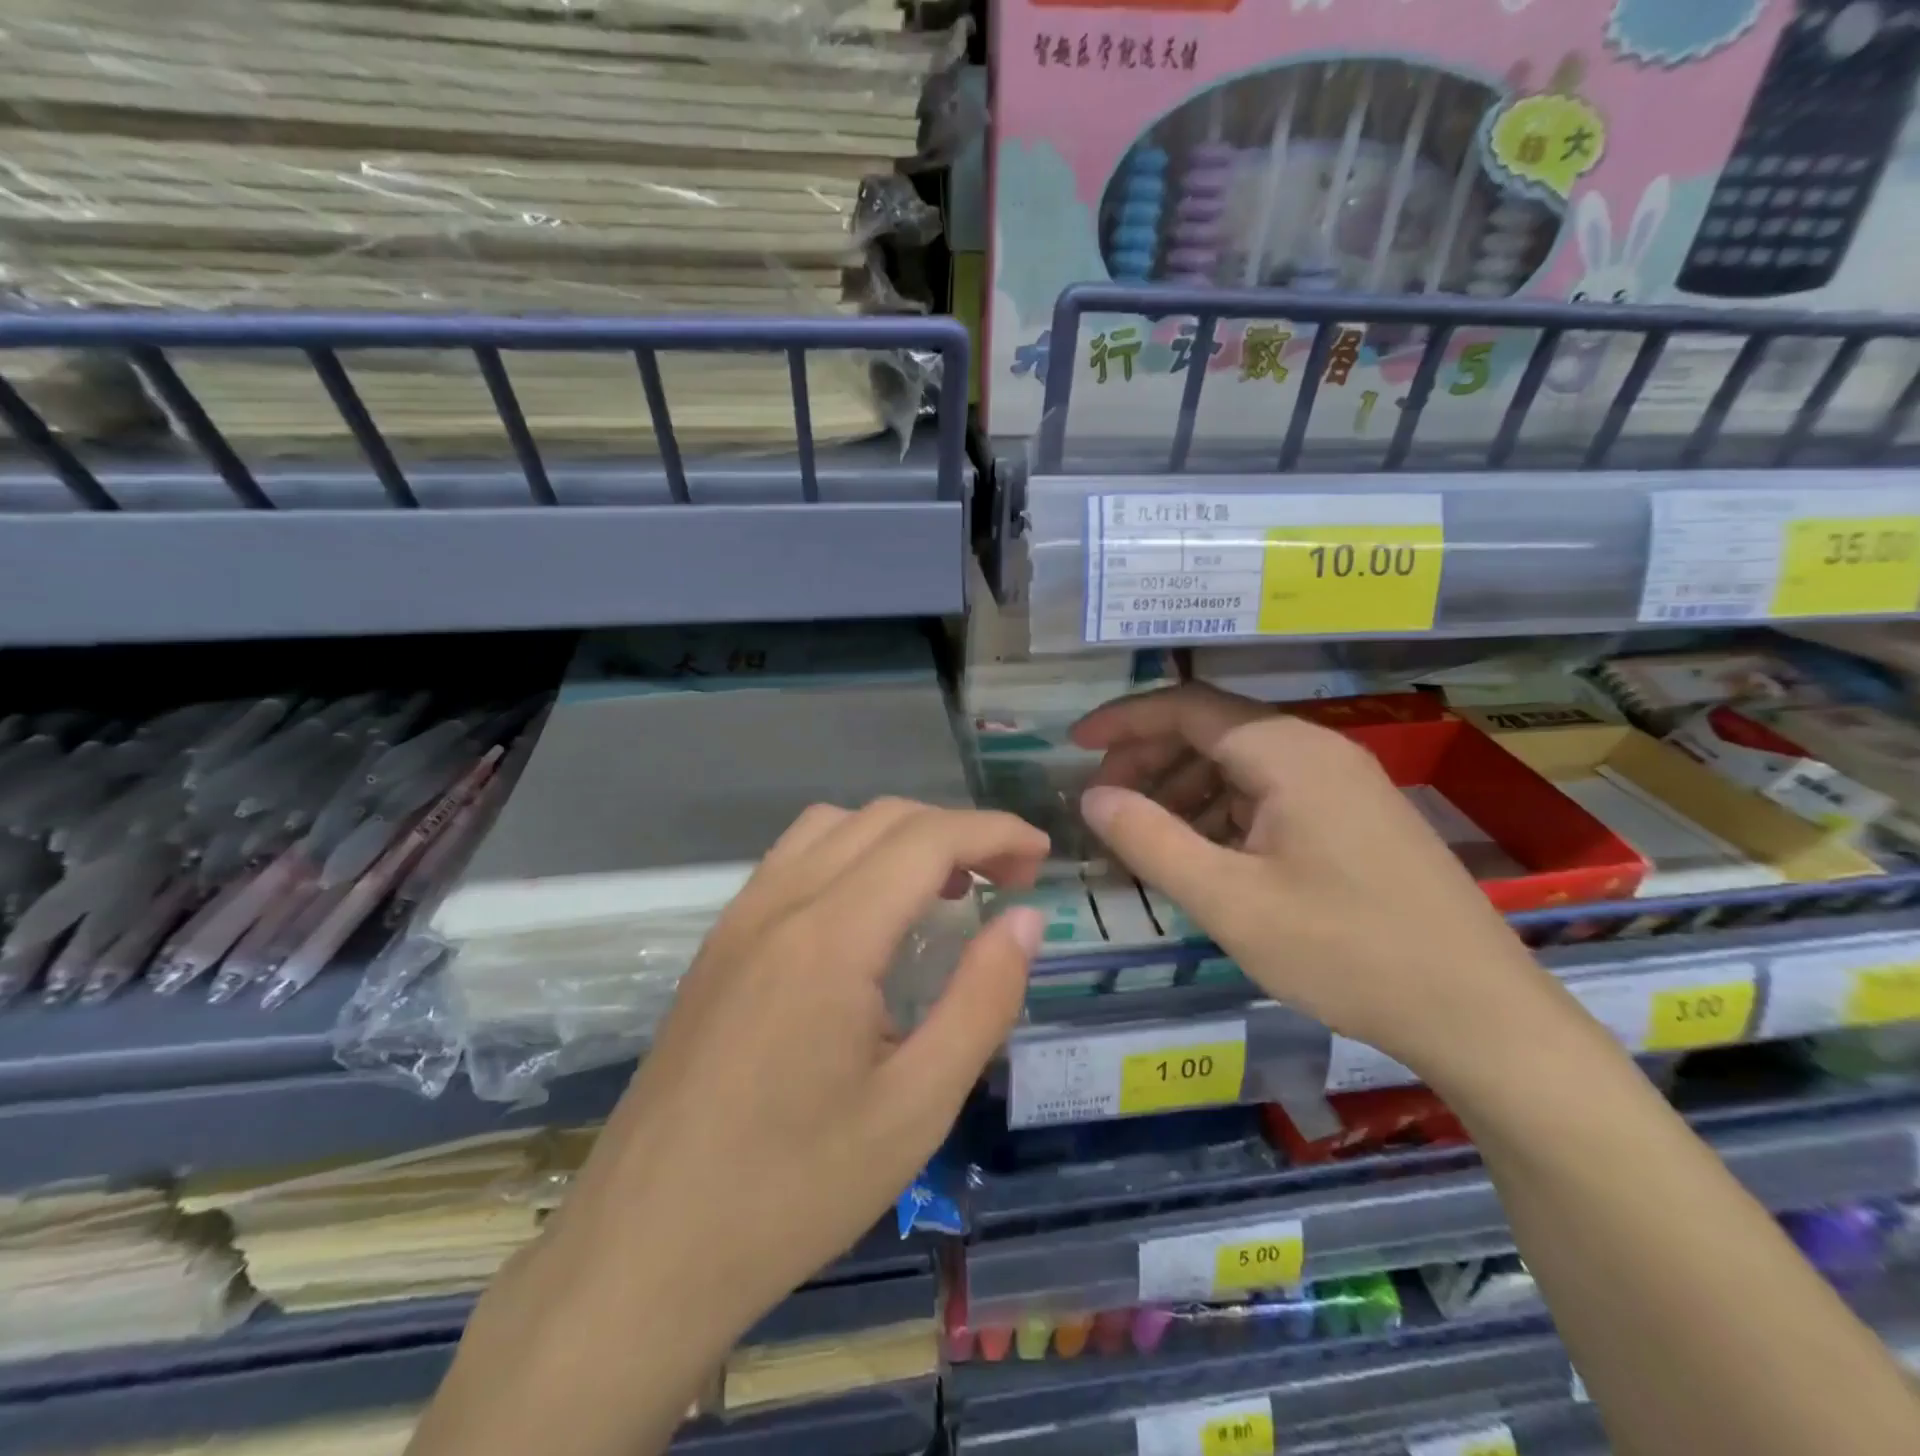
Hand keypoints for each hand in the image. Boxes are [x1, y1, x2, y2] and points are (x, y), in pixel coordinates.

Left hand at [531, 798, 1047, 1343]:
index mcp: (830, 937)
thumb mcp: (916, 1107)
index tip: (1042, 856)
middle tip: (1007, 882)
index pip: (928, 839)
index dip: (994, 832)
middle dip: (957, 832)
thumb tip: (1024, 921)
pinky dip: (851, 855)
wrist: (643, 1251)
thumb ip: (981, 1000)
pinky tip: (870, 916)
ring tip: (944, 890)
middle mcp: (779, 903)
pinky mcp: (718, 944)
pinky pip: (794, 859)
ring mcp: (738, 918)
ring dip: (901, 837)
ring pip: (833, 827)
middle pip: (883, 820)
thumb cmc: (793, 1190)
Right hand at [1071, 684, 1557, 1076]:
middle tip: (1104, 802)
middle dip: (1148, 757)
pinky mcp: (1354, 816)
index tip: (1075, 746)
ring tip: (1144, 835)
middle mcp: (1316, 749)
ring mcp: (1341, 782)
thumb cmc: (1346, 952)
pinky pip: (1269, 793)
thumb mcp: (1229, 901)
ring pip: (1239, 763)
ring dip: (1183, 788)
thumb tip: (1092, 796)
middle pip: (1211, 729)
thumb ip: (1150, 841)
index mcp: (1286, 752)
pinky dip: (1221, 811)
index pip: (1186, 706)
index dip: (1123, 720)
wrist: (1479, 1014)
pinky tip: (1203, 853)